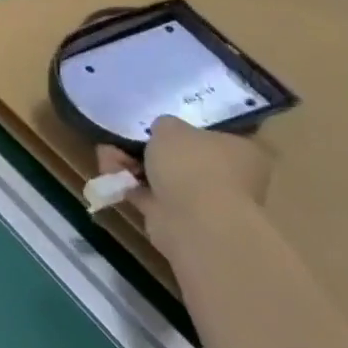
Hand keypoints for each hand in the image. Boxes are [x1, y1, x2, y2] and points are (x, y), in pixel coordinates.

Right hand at [96, 116, 269, 252]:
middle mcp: (228, 178)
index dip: (185, 131)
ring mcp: (203, 203)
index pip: (215, 137)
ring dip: (132, 166)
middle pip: (184, 159)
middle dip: (150, 150)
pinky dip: (128, 185)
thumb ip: (165, 125)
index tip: (159, 128)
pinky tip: (107, 172)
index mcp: (241, 152)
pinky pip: (148, 196)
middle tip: (125, 139)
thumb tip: (163, 131)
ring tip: (106, 153)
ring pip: (162, 178)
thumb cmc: (193, 165)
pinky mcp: (177, 221)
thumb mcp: (171, 127)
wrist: (194, 221)